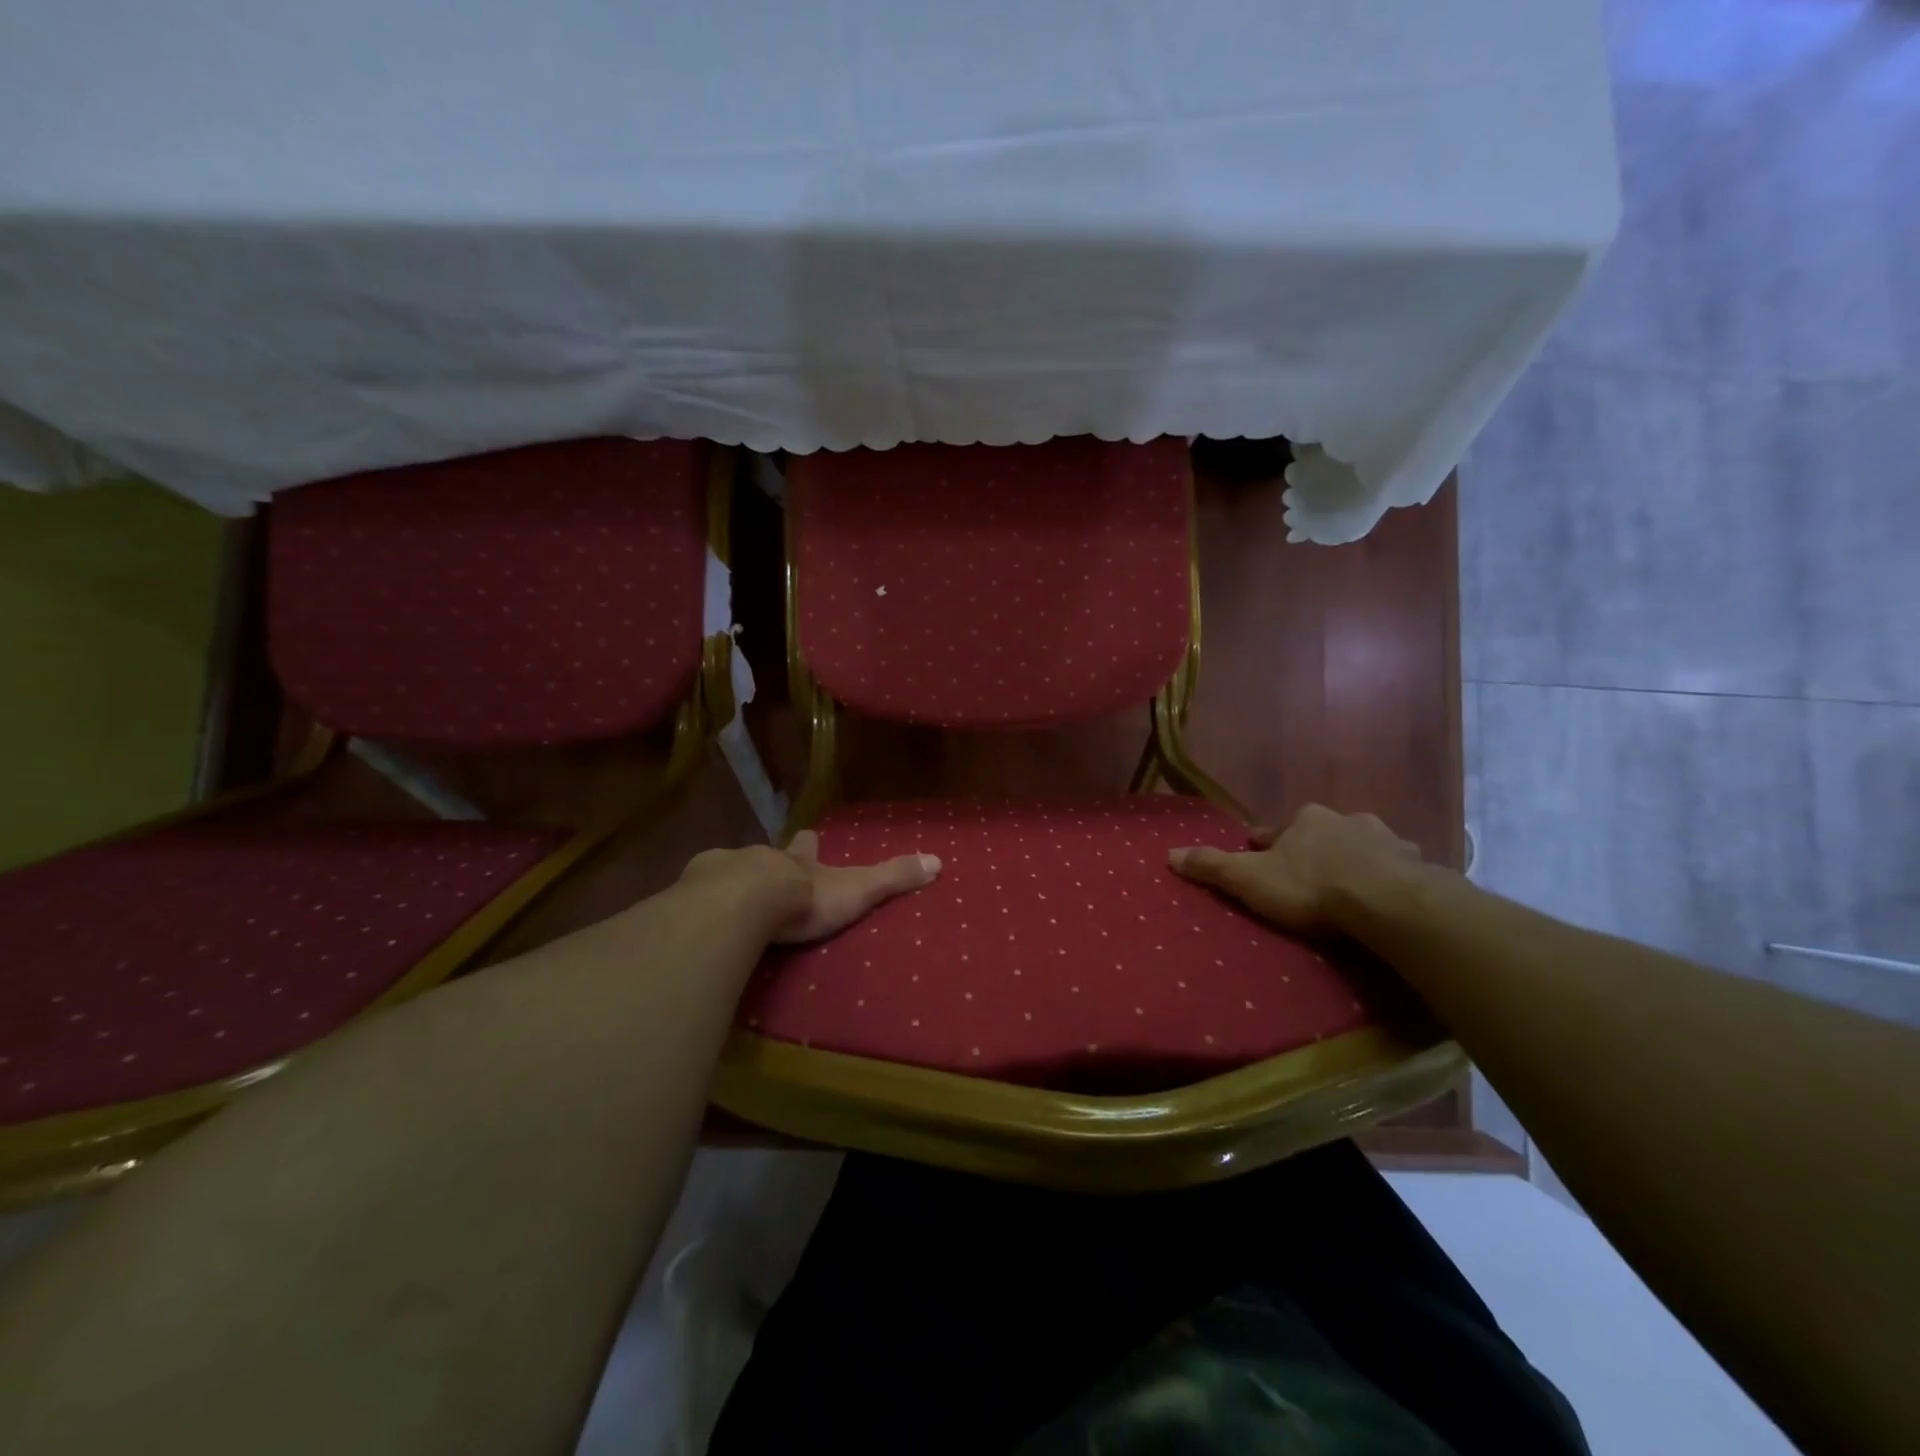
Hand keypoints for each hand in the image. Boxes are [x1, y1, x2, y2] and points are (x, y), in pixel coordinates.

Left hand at [680, 833, 941, 944]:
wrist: (742, 904)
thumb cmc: (804, 899)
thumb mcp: (856, 889)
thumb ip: (893, 878)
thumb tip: (938, 861)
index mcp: (797, 861)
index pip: (807, 847)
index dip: (809, 845)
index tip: (809, 837)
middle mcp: (760, 859)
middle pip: (765, 856)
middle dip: (767, 863)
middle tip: (765, 875)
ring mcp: (723, 873)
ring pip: (728, 871)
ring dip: (731, 882)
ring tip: (727, 899)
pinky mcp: (693, 895)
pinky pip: (695, 896)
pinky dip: (698, 902)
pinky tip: (694, 915)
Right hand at [1168, 804, 1422, 934]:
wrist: (1388, 902)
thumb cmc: (1312, 886)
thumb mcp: (1250, 880)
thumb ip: (1212, 866)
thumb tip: (1169, 853)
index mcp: (1305, 819)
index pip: (1276, 831)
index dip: (1266, 846)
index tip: (1261, 859)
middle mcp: (1345, 819)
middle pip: (1321, 833)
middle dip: (1313, 848)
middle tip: (1306, 874)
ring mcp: (1386, 839)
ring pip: (1362, 845)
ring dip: (1354, 858)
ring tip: (1350, 884)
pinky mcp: (1416, 864)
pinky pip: (1397, 867)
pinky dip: (1389, 877)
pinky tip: (1388, 895)